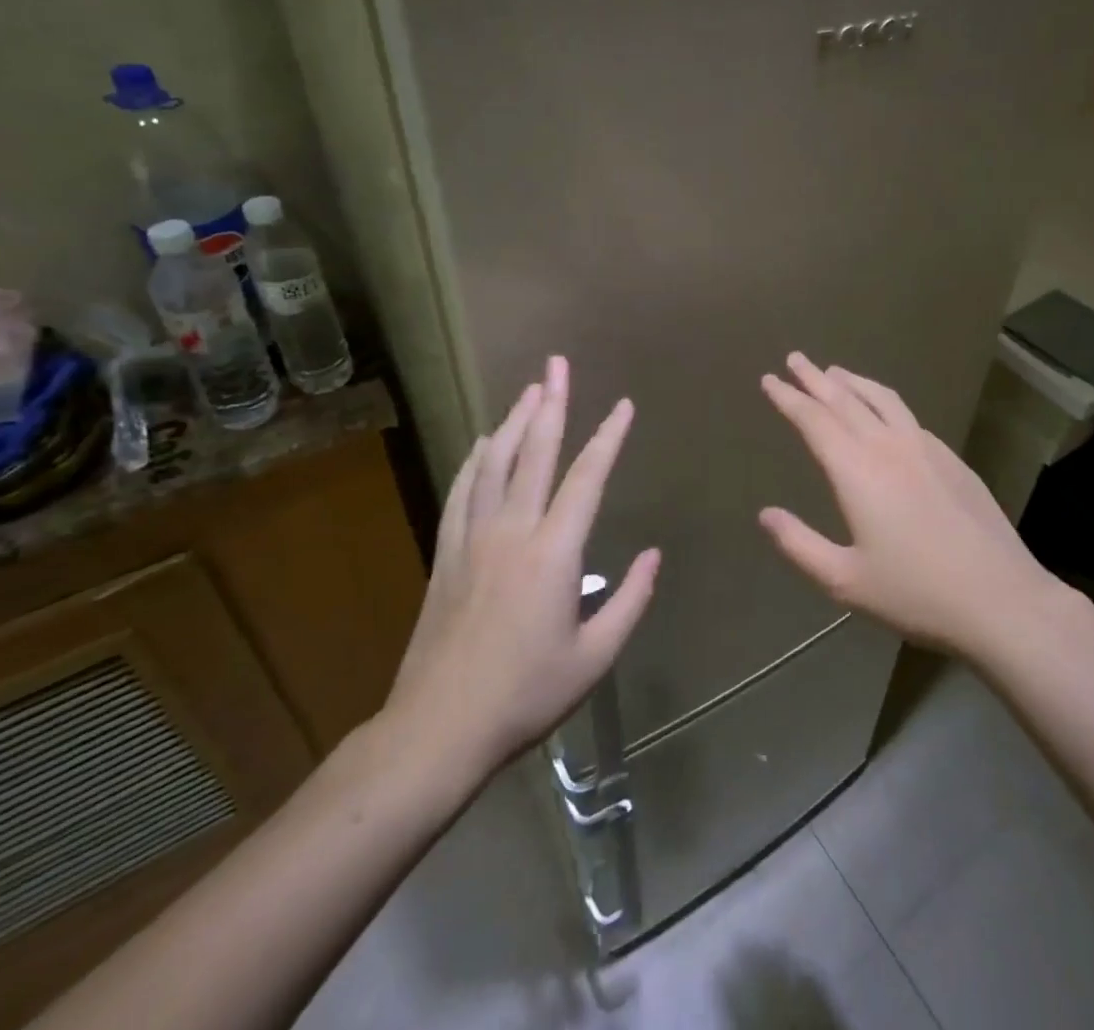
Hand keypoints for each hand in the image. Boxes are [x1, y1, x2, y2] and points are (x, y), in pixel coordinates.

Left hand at [380, 356, 659, 782]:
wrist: (439, 729)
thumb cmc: (526, 695)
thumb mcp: (595, 657)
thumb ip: (630, 600)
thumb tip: (654, 555)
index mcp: (555, 552)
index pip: (587, 477)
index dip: (609, 436)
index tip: (623, 406)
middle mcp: (513, 531)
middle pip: (535, 452)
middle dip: (551, 403)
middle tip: (557, 364)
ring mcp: (473, 538)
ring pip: (494, 463)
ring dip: (514, 422)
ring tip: (529, 391)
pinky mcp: (447, 553)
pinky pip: (462, 492)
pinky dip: (475, 461)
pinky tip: (482, 444)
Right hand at [759, 353, 1048, 657]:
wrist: (1000, 598)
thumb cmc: (915, 593)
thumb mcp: (844, 580)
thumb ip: (799, 545)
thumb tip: (765, 514)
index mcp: (857, 471)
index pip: (814, 420)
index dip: (788, 398)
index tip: (769, 379)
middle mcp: (889, 447)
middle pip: (845, 400)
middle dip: (815, 378)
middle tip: (794, 358)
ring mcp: (926, 448)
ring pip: (882, 400)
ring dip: (853, 382)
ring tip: (835, 372)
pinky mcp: (952, 459)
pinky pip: (908, 416)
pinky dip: (884, 402)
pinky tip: (884, 412)